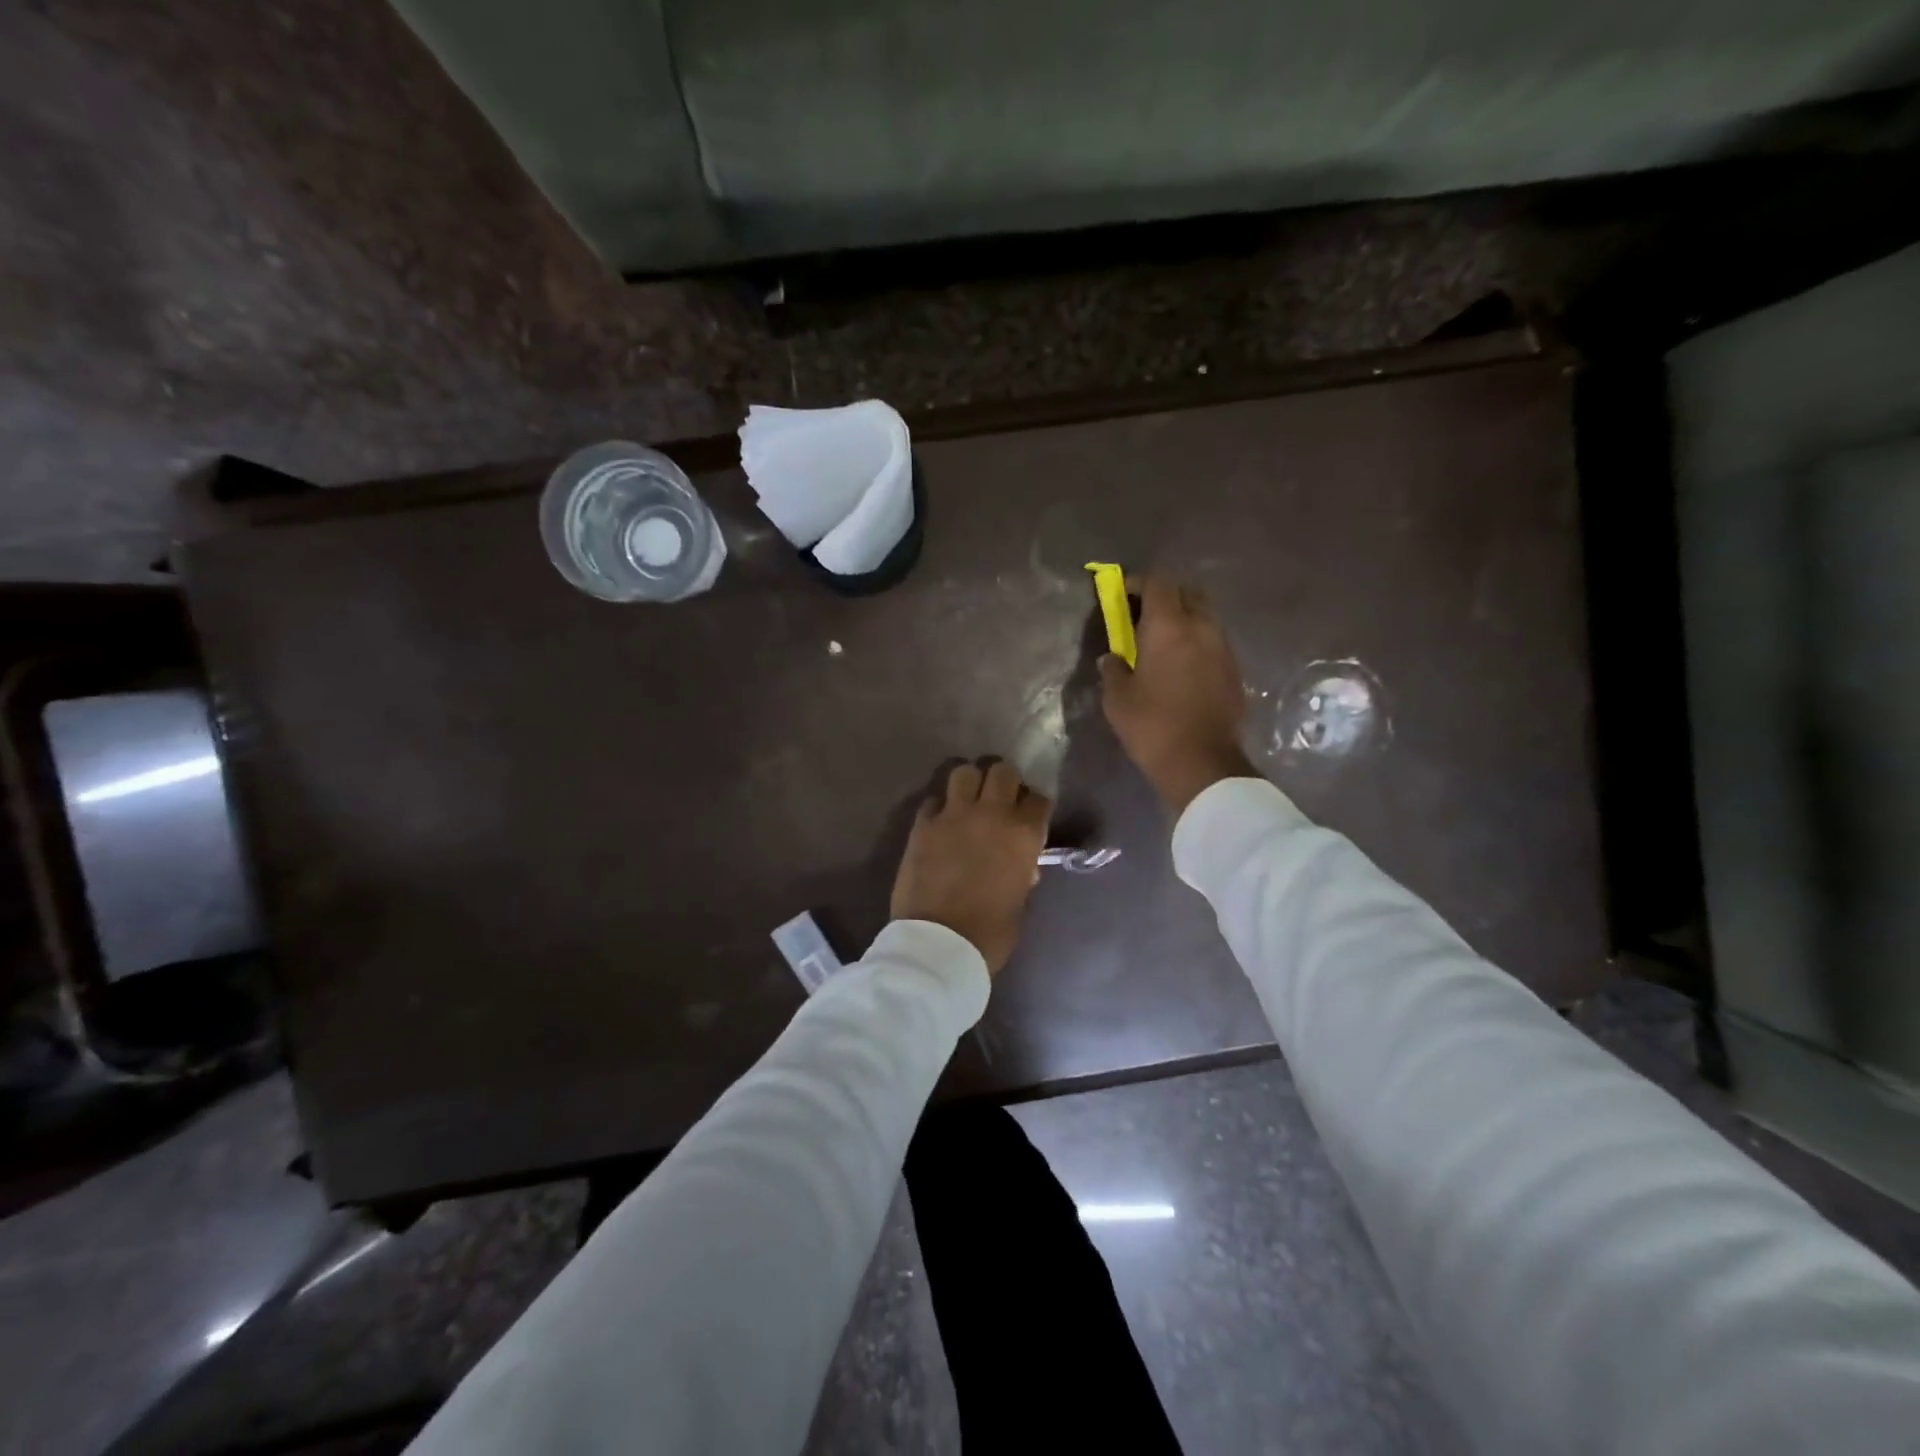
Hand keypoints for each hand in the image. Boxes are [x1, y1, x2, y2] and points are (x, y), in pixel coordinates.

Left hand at [891, 761, 1052, 975]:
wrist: (938, 945)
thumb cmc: (990, 934)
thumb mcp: (1020, 903)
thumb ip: (1023, 874)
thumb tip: (1022, 864)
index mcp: (1023, 835)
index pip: (1038, 797)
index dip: (1034, 804)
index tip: (1029, 814)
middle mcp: (991, 814)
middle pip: (1002, 771)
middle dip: (1004, 782)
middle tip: (999, 800)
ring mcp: (953, 815)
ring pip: (964, 772)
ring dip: (970, 784)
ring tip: (968, 803)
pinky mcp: (922, 825)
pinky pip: (933, 800)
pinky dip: (940, 808)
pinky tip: (941, 823)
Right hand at [1100, 575, 1256, 815]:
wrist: (1202, 763)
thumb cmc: (1152, 726)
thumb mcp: (1117, 699)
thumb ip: (1113, 669)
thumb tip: (1113, 658)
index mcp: (1169, 627)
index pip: (1158, 583)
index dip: (1138, 582)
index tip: (1122, 594)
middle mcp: (1202, 627)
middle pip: (1188, 592)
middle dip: (1166, 596)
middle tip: (1144, 615)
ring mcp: (1224, 648)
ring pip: (1205, 616)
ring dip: (1184, 619)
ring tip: (1163, 642)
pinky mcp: (1235, 670)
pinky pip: (1214, 641)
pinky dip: (1197, 642)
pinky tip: (1182, 666)